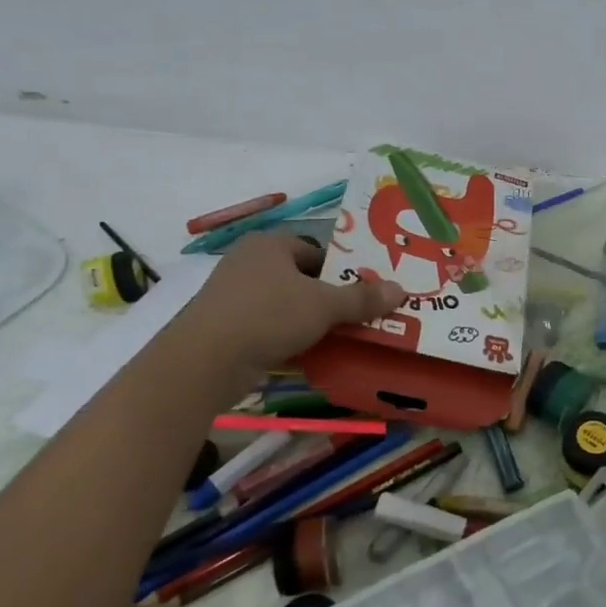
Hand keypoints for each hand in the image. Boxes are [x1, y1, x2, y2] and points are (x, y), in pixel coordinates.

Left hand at [172, 233, 405, 382]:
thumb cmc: (268, 316)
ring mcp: (232, 296)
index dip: (341, 270)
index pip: (316, 251)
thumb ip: (362, 298)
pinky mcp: (224, 327)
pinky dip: (287, 337)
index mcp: (269, 245)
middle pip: (301, 278)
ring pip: (284, 304)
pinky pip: (267, 327)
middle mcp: (248, 263)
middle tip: (356, 316)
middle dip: (327, 298)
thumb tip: (401, 290)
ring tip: (337, 337)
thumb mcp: (323, 305)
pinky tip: (306, 354)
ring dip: (309, 320)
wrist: (205, 361)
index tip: (362, 293)